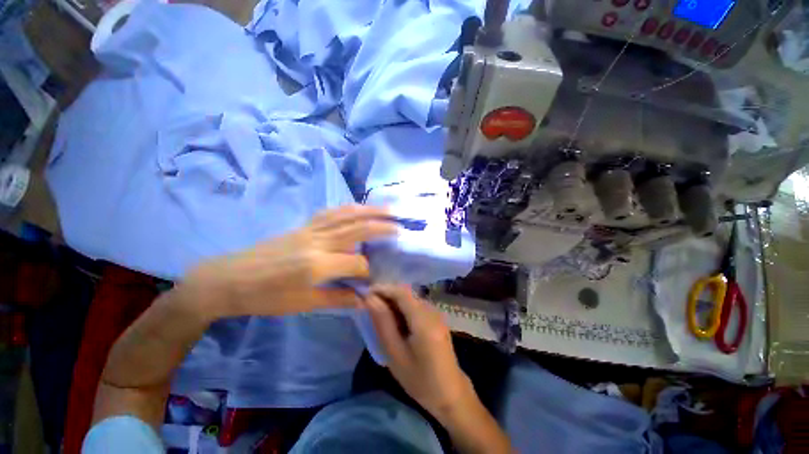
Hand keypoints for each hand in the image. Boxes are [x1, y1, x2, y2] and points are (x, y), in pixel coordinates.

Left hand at [186, 205, 397, 317]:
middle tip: (400, 225)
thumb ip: (338, 298)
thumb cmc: (266, 297)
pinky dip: (349, 208)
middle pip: (357, 228)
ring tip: (387, 209)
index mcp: (317, 264)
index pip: (356, 262)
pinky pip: (332, 212)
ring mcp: (311, 229)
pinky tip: (359, 208)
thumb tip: (364, 299)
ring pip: (346, 214)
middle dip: (382, 227)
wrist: (230, 278)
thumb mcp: (303, 304)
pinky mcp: (304, 225)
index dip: (368, 270)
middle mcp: (318, 241)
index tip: (373, 278)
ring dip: (369, 210)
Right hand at [362, 285, 475, 420]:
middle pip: (406, 293)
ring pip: (410, 298)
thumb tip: (369, 299)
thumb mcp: (395, 354)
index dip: (382, 288)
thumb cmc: (419, 379)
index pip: (401, 292)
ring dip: (393, 300)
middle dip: (386, 294)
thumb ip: (383, 322)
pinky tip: (394, 320)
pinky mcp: (436, 318)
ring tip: (377, 312)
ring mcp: (436, 313)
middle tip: (368, 304)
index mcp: (423, 320)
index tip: (364, 293)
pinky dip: (402, 307)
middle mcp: (432, 310)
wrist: (450, 393)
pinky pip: (415, 305)